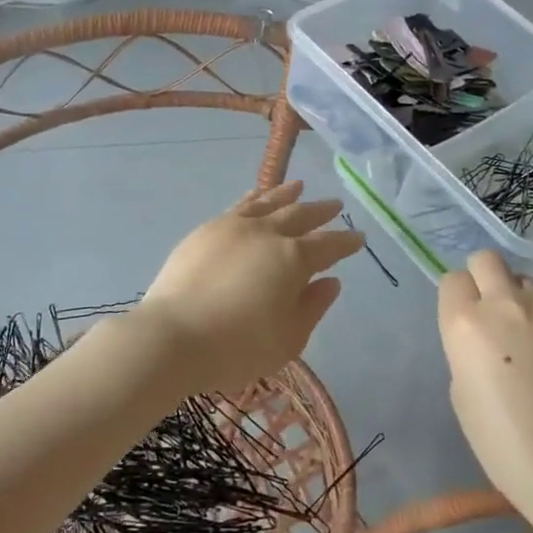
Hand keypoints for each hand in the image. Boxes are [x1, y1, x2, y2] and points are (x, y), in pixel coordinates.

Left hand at [136, 181, 365, 396]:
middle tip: (335, 205)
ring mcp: (233, 227)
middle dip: (320, 211)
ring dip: (286, 194)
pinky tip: (256, 196)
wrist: (173, 336)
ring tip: (299, 186)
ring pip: (267, 203)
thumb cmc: (237, 347)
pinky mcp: (205, 231)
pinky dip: (254, 198)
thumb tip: (330, 282)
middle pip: (299, 216)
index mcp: (292, 259)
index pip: (328, 246)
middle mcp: (266, 234)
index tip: (359, 237)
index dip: (345, 242)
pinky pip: (239, 206)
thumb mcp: (288, 339)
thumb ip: (312, 307)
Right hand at [439, 251, 532, 512]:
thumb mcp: (461, 390)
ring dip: (524, 302)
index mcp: (464, 323)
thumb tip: (484, 333)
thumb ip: (466, 347)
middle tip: (497, 314)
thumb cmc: (502, 442)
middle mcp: (504, 303)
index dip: (459, 299)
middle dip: (487, 279)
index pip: (453, 280)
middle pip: (487, 260)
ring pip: (528, 282)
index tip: (468, 321)